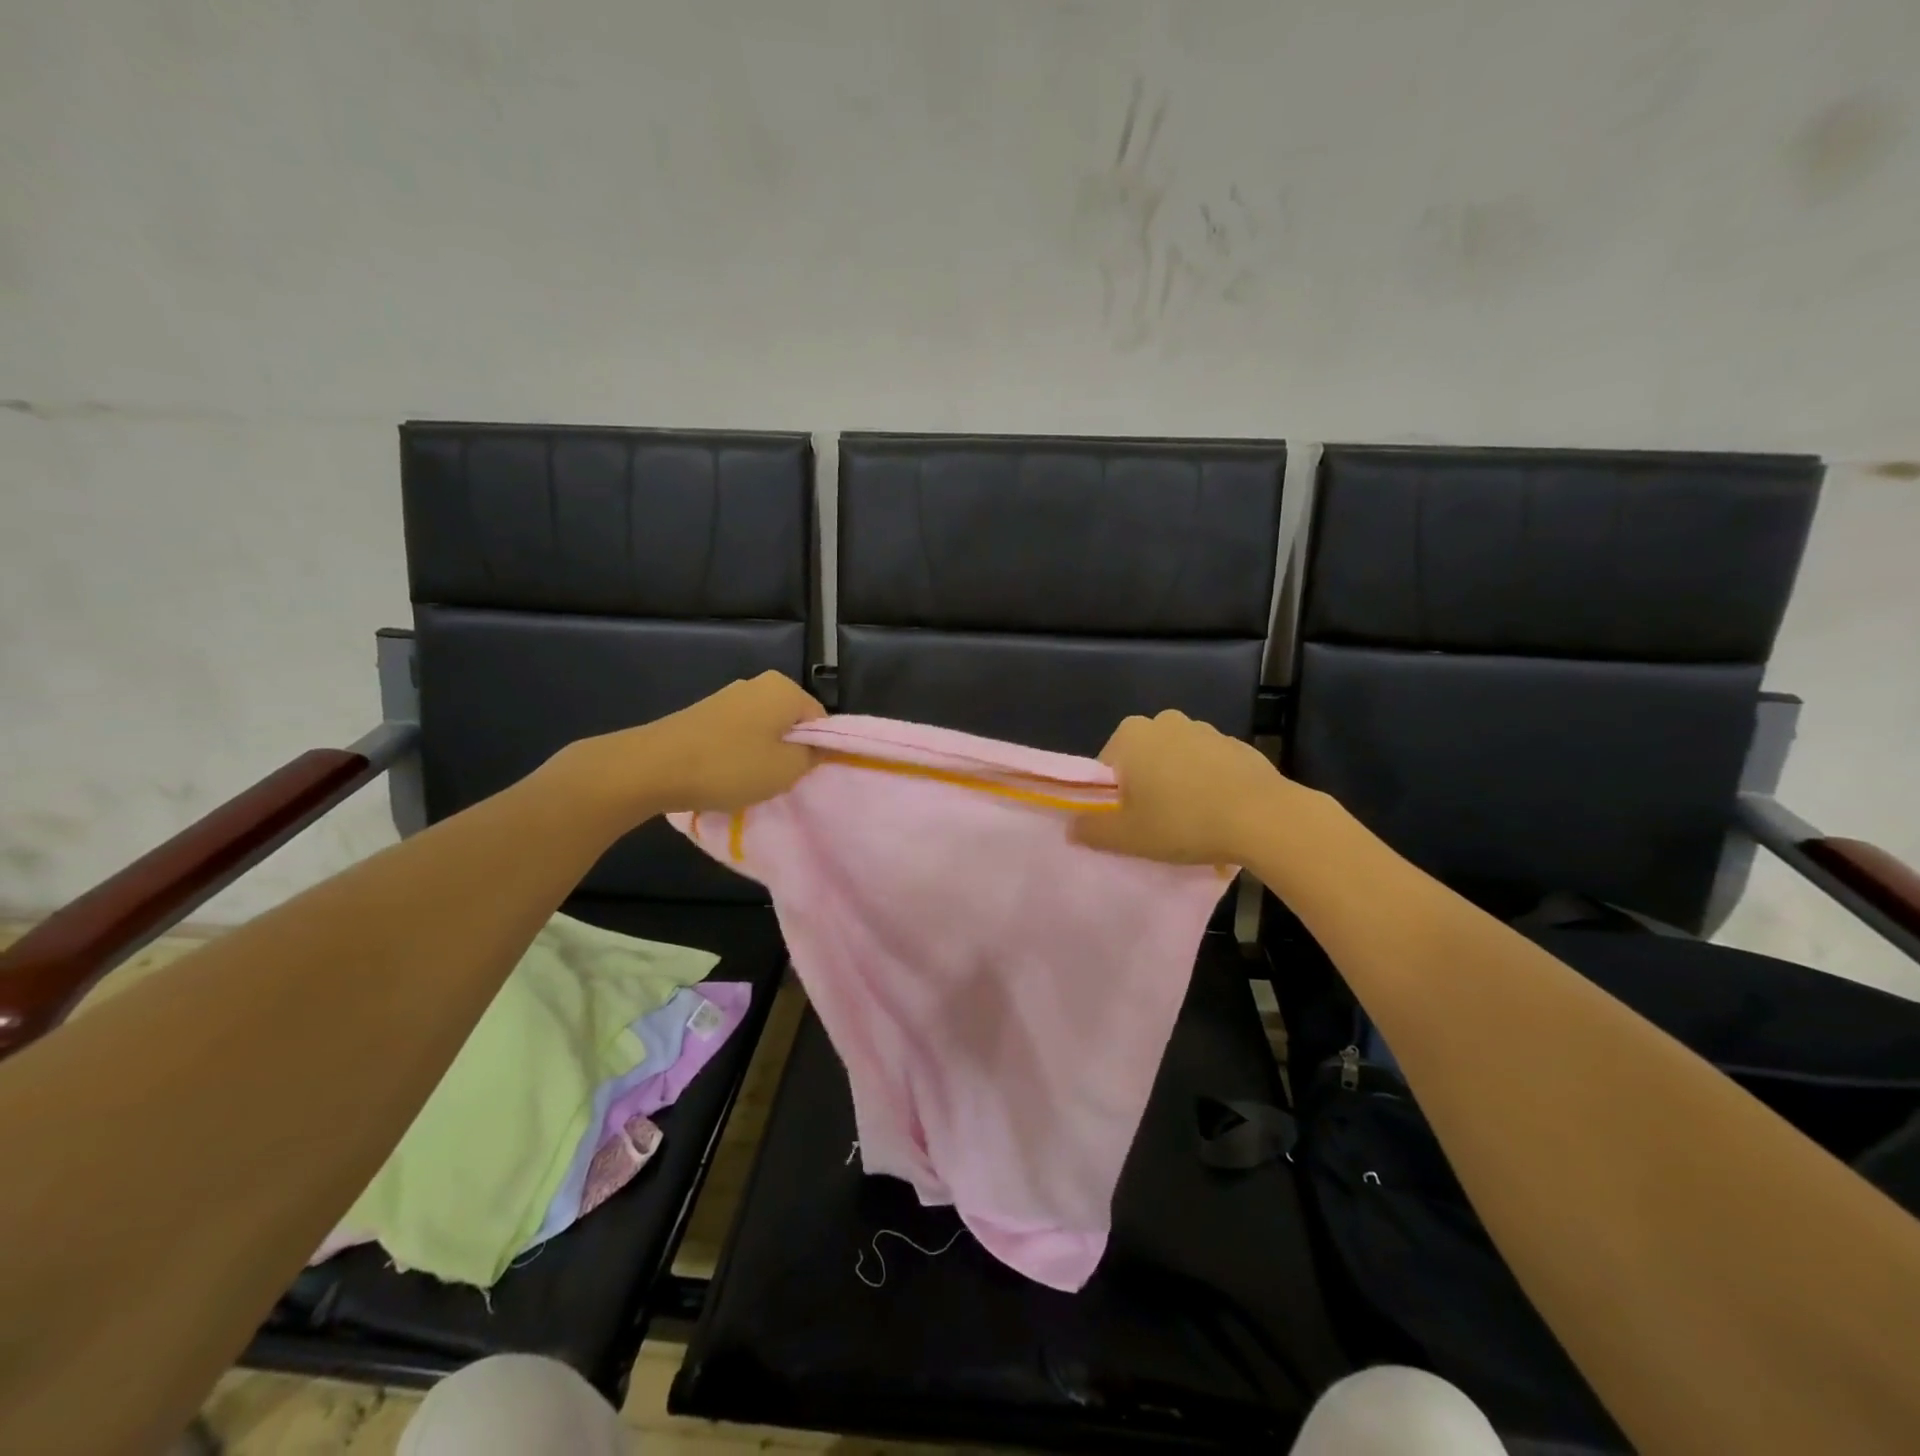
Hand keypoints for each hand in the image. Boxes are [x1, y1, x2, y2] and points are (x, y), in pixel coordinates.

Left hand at [564, 671, 824, 819]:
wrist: (653, 767)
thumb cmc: (730, 766)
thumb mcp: (787, 769)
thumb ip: (813, 756)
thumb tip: (818, 747)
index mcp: (785, 689)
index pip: (821, 722)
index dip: (818, 751)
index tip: (803, 776)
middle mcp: (759, 683)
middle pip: (791, 723)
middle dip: (789, 751)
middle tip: (779, 780)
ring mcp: (728, 696)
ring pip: (764, 729)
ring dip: (763, 755)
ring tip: (749, 781)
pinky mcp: (705, 713)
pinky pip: (738, 734)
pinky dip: (738, 754)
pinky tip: (725, 775)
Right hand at [1072, 709, 1291, 865]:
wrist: (1263, 818)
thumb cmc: (1183, 821)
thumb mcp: (1127, 836)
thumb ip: (1091, 830)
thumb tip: (1072, 827)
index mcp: (1131, 735)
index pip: (1105, 768)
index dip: (1111, 799)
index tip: (1127, 824)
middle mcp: (1165, 721)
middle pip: (1140, 761)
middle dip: (1144, 788)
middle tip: (1155, 825)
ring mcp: (1205, 730)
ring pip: (1175, 762)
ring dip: (1176, 786)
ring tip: (1191, 823)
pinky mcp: (1237, 745)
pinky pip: (1208, 767)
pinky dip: (1207, 785)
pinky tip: (1218, 815)